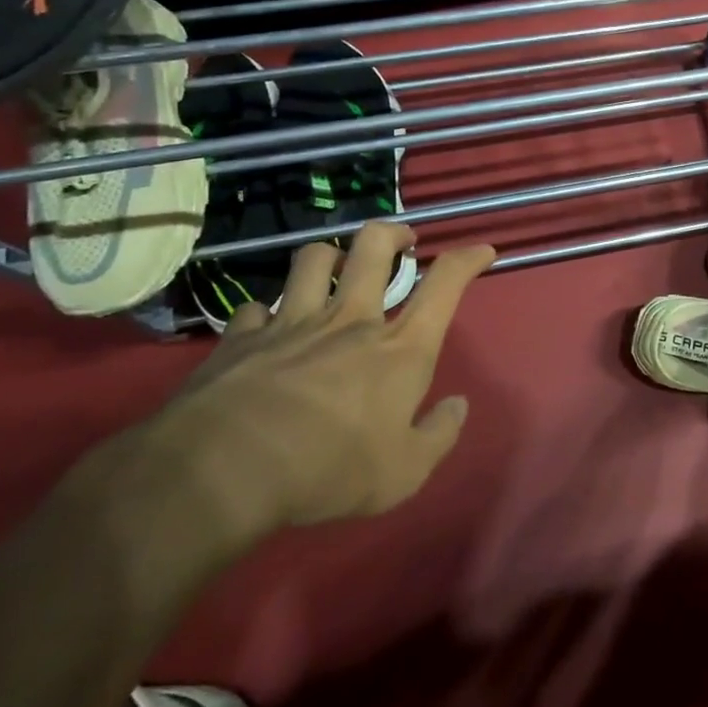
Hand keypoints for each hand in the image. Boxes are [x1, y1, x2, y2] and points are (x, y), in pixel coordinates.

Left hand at [155, 223, 493, 531]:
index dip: (468, 259)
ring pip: (314, 259)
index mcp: (400, 348)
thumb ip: (438, 436)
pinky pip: (255, 308)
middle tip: (402, 242)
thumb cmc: (329, 469)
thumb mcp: (404, 472)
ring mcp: (293, 323)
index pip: (445, 284)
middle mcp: (351, 320)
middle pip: (374, 247)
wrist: (224, 470)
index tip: (483, 250)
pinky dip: (265, 313)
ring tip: (335, 268)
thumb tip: (457, 406)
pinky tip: (265, 327)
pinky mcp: (242, 338)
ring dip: (330, 256)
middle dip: (393, 233)